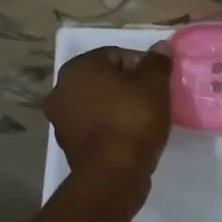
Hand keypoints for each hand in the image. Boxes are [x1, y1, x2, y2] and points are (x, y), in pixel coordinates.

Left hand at [45, 44, 173, 197]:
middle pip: (105, 80)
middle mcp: (61, 90)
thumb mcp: (154, 85)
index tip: (159, 83)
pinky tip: (130, 137)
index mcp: (78, 68)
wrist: (113, 174)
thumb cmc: (133, 120)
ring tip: (143, 120)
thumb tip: (160, 47)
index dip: (142, 66)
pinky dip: (110, 127)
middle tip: (153, 100)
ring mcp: (61, 120)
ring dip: (118, 107)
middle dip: (128, 87)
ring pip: (98, 104)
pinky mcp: (68, 145)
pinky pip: (94, 126)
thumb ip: (157, 62)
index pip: (116, 55)